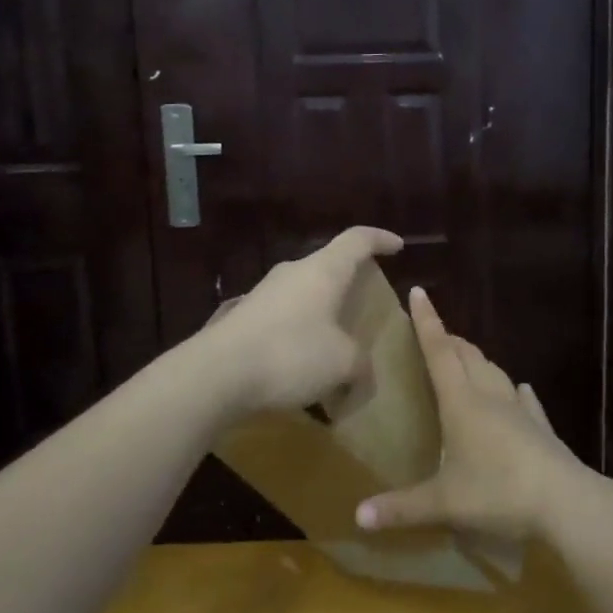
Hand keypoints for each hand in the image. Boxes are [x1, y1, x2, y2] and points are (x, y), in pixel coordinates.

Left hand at [204, 227, 402, 413]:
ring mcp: (263, 293)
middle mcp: (292, 273)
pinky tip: (300, 365)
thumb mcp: (343, 364)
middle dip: (348, 281)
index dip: (380, 239)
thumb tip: (361, 374)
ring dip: (321, 312)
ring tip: (334, 341)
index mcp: (323, 271)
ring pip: (303, 293)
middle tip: (364, 302)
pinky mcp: (242, 317)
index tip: (397, 246)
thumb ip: (361, 365)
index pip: (357, 240)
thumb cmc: (291, 354)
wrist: (216, 374)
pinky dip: (298, 333)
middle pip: (328, 265)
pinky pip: (282, 318)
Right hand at [355, 288, 592, 540]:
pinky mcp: (541, 428)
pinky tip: (520, 391)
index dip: (427, 322)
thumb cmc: (499, 492)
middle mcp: (490, 397)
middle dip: (449, 339)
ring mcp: (520, 411)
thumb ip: (402, 508)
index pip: (439, 352)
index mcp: (462, 403)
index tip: (418, 292)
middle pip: (467, 356)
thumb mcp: (444, 504)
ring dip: (477, 360)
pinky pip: (525, 401)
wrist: (566, 502)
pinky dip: (514, 392)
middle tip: (435, 333)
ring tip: (466, 358)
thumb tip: (357, 517)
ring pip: (495, 372)